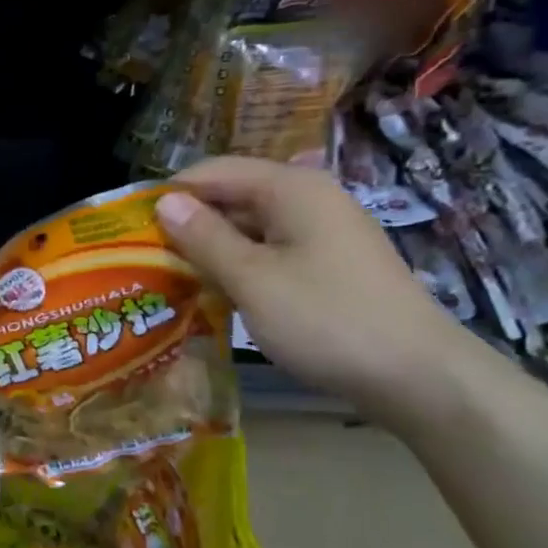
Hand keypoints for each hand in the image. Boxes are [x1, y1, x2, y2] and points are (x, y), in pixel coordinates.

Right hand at [155, 157, 475, 422]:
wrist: (418, 376)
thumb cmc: (326, 319)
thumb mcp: (252, 279)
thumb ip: (204, 237)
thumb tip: (164, 202)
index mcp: (291, 188)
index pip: (213, 171)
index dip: (169, 194)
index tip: (130, 227)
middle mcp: (308, 198)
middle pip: (232, 196)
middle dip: (188, 223)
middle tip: (144, 258)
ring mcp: (323, 231)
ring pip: (250, 226)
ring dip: (211, 248)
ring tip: (171, 277)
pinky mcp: (329, 263)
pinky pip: (271, 250)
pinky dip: (240, 265)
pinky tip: (216, 292)